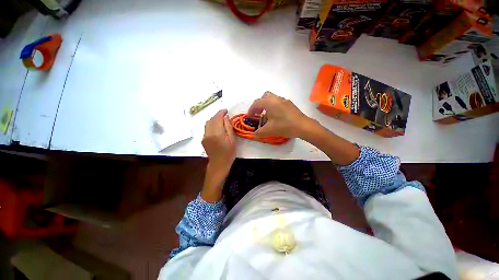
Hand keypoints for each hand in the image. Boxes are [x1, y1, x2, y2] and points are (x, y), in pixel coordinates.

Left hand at [201, 109, 235, 201]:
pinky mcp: (203, 139)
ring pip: (208, 123)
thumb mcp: (232, 140)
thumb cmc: (229, 153)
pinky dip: (212, 124)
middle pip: (211, 119)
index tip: (226, 110)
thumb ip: (228, 127)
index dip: (221, 112)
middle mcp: (208, 133)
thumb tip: (225, 117)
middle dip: (218, 115)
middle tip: (225, 115)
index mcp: (217, 133)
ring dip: (214, 119)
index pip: (217, 118)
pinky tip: (217, 127)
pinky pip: (206, 128)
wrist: (218, 164)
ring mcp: (204, 136)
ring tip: (221, 120)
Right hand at [248, 92, 311, 138]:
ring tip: (267, 116)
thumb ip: (259, 132)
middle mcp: (276, 99)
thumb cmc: (284, 126)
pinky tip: (276, 117)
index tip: (249, 117)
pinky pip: (278, 102)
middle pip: (264, 96)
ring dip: (267, 105)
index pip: (256, 103)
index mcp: (270, 103)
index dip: (251, 110)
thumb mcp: (269, 130)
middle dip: (259, 104)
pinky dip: (273, 107)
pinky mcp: (290, 104)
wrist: (303, 126)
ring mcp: (284, 100)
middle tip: (258, 114)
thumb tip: (254, 134)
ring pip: (272, 99)